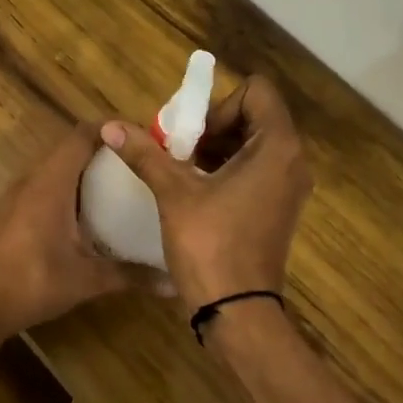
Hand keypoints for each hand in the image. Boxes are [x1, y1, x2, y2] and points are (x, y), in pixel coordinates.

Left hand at [0, 122, 148, 338]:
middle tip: (132, 162)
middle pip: (66, 148)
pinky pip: (37, 184)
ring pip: (50, 166)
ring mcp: (13, 195)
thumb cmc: (34, 284)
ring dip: (78, 168)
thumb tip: (172, 284)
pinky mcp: (6, 211)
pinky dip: (61, 185)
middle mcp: (30, 181)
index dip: (109, 129)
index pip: (80, 137)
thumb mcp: (87, 280)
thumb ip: (130, 275)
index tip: (138, 136)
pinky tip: (78, 211)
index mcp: (50, 185)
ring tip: (112, 182)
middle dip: (99, 149)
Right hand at [100, 76, 312, 310]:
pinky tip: (195, 192)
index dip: (219, 104)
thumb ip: (145, 154)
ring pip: (253, 145)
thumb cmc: (210, 245)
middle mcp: (292, 161)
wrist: (237, 310)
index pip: (257, 92)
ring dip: (217, 149)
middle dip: (213, 127)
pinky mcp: (279, 209)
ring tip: (182, 172)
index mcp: (277, 147)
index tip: (192, 135)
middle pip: (254, 117)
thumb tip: (110, 126)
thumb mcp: (174, 193)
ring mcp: (288, 188)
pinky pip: (256, 171)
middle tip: (179, 152)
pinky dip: (227, 170)